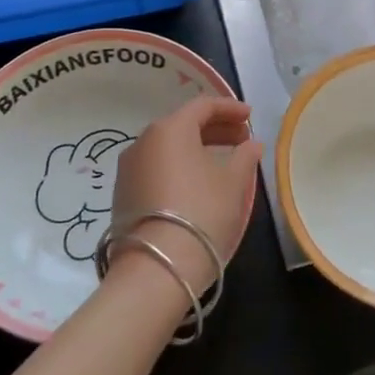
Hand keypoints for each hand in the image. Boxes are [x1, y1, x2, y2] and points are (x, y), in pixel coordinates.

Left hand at [110, 97, 260, 296]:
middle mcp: (143, 141)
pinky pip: (157, 167)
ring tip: (224, 162)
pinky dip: (180, 166)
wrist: (155, 269)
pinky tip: (198, 183)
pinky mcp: (123, 195)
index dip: (230, 108)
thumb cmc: (201, 212)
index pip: (203, 105)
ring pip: (169, 147)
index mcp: (170, 128)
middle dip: (216, 128)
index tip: (251, 117)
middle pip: (184, 124)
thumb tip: (251, 144)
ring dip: (198, 148)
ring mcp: (129, 169)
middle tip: (242, 139)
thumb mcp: (233, 182)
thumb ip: (245, 156)